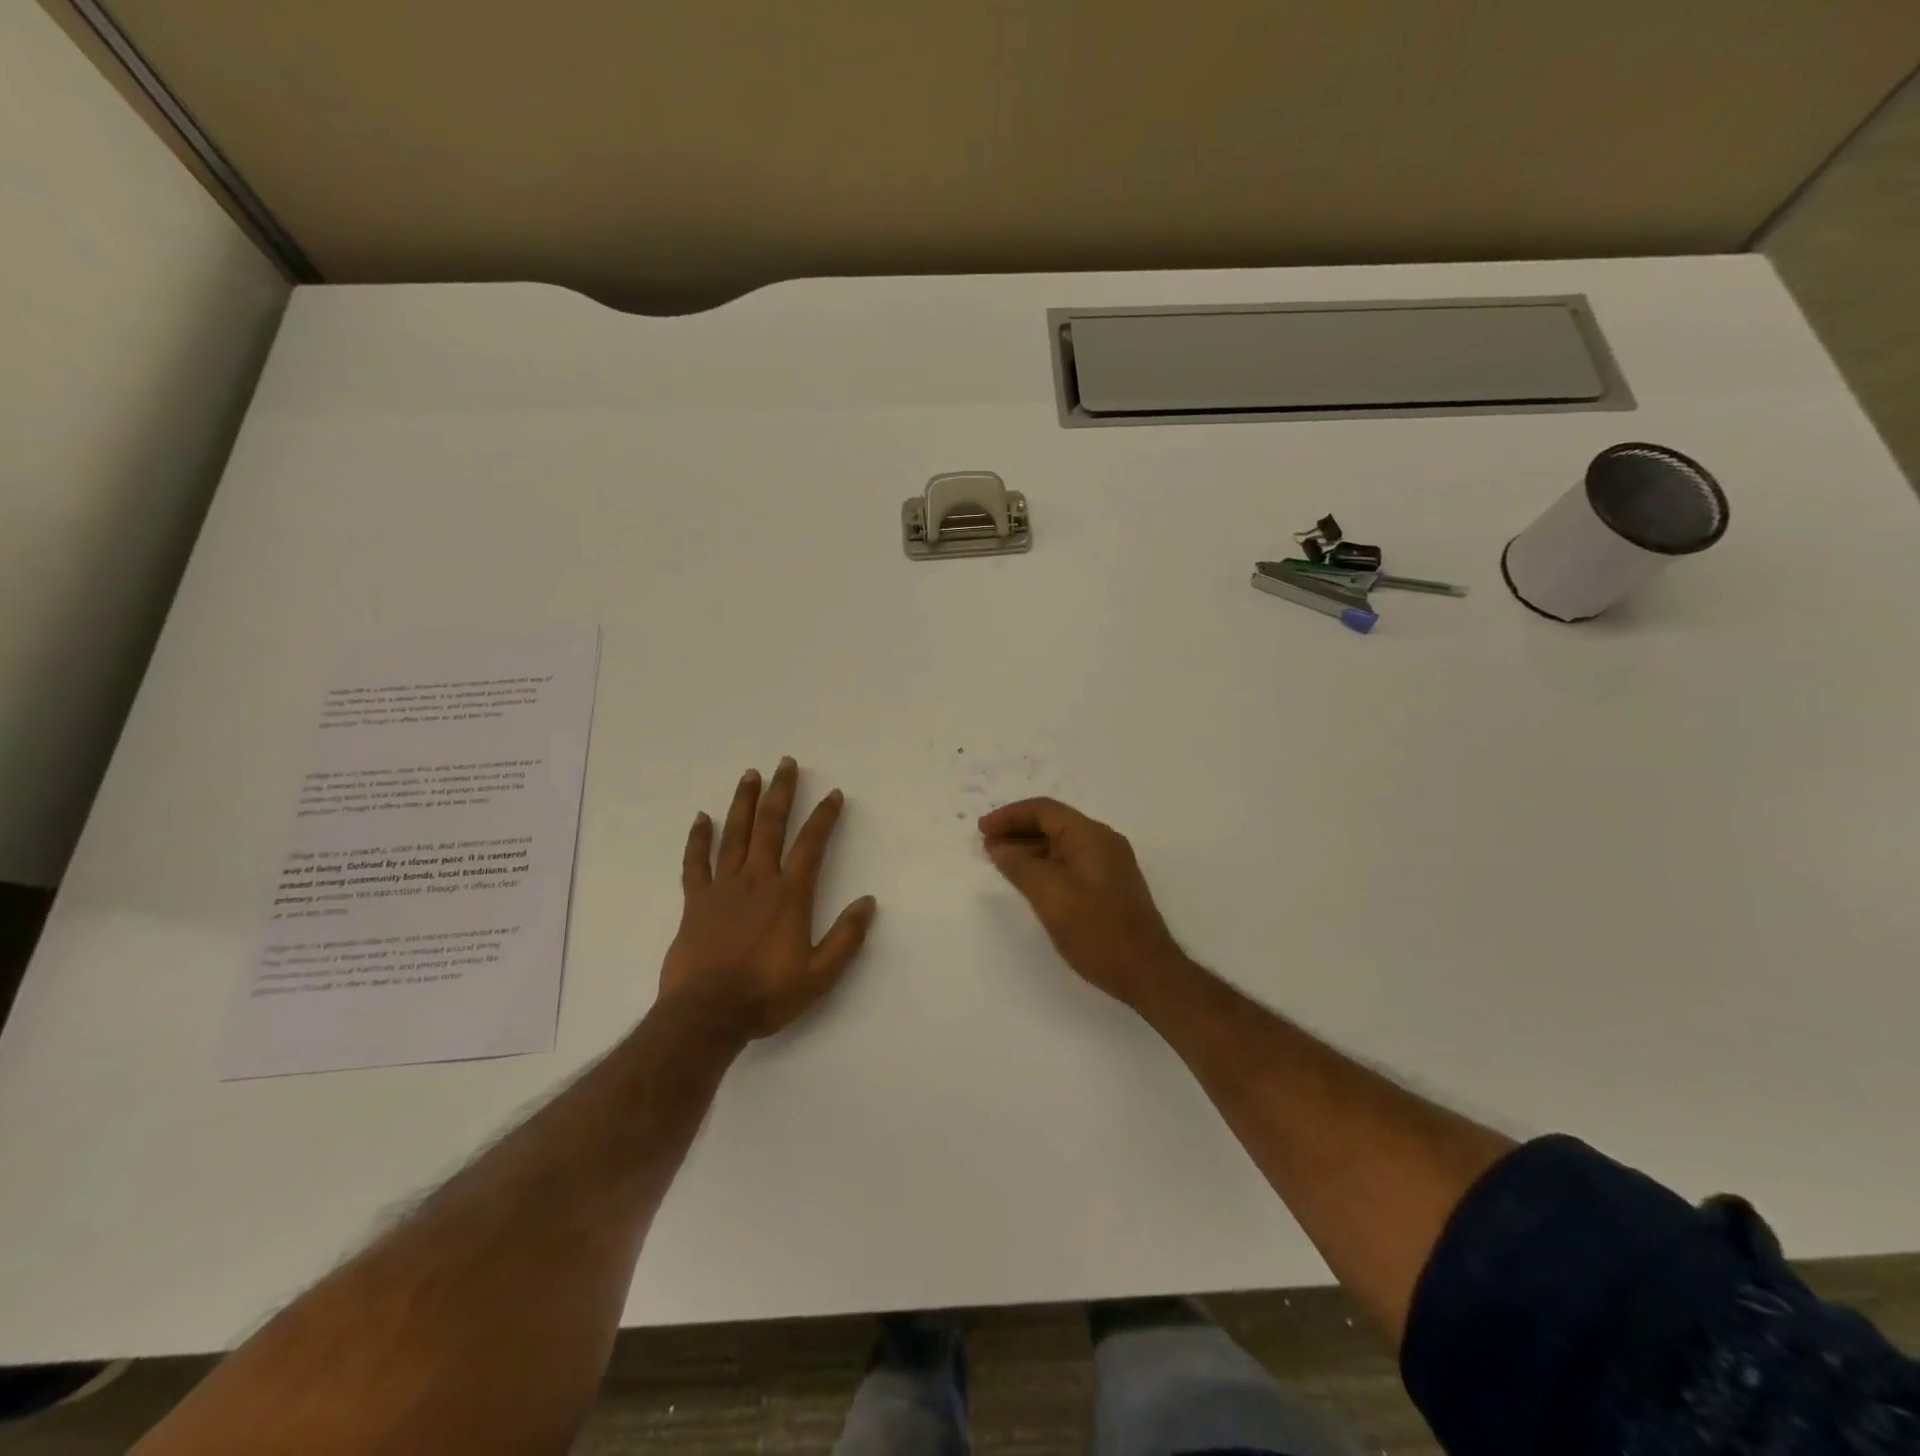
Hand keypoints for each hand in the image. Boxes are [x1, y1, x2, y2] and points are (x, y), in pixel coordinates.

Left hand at [661, 758, 876, 1042]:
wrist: (706, 1015)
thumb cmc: (767, 994)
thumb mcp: (820, 975)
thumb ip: (846, 937)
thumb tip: (868, 902)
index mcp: (789, 895)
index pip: (811, 844)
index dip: (824, 816)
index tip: (833, 794)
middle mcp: (757, 881)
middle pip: (770, 826)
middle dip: (781, 792)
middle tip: (785, 763)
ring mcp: (722, 888)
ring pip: (735, 834)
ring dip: (744, 802)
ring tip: (750, 774)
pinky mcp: (695, 902)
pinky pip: (695, 863)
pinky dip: (698, 839)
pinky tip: (702, 818)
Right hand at [978, 797, 1187, 1008]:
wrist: (1148, 972)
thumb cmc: (1097, 932)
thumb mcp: (1051, 897)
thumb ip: (1021, 867)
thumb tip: (1000, 847)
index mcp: (1091, 836)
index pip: (1044, 810)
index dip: (1010, 816)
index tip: (982, 830)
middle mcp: (1103, 841)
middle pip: (1053, 822)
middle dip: (1017, 829)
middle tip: (985, 844)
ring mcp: (1109, 863)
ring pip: (1061, 843)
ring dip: (1029, 847)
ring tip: (999, 860)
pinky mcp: (1109, 884)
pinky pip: (1071, 860)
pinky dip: (1045, 863)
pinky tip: (1028, 879)